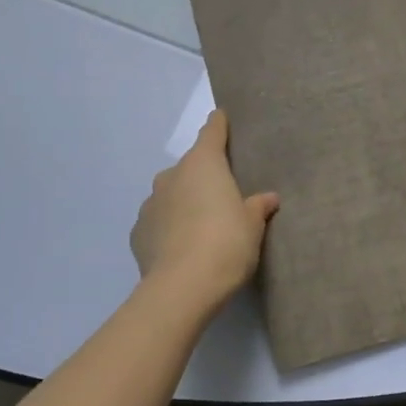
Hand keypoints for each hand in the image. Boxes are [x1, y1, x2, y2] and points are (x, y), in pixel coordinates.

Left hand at [130, 111, 278, 310]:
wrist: (182, 288)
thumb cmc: (226, 243)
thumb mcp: (252, 225)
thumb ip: (258, 207)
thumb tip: (267, 198)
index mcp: (203, 164)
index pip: (212, 132)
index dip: (219, 125)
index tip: (222, 117)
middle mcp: (172, 176)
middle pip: (190, 167)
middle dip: (204, 177)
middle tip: (222, 196)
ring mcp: (150, 204)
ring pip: (171, 194)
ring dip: (184, 202)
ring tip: (201, 227)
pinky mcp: (137, 233)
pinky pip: (159, 222)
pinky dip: (169, 228)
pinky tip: (182, 248)